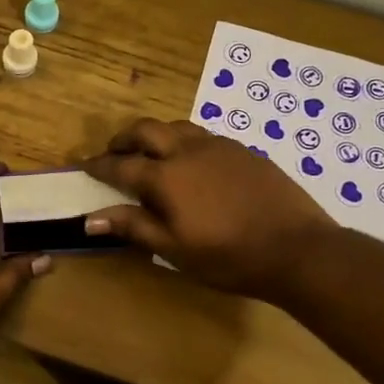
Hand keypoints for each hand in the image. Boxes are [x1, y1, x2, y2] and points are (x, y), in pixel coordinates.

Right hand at [81, 118, 333, 297]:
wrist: (299, 250)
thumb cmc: (229, 257)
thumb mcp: (174, 249)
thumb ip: (133, 227)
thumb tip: (90, 219)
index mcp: (166, 177)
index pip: (121, 165)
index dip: (99, 165)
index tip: (84, 166)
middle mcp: (188, 151)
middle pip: (146, 130)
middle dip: (124, 139)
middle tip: (113, 152)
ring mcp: (220, 147)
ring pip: (177, 127)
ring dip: (155, 135)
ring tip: (151, 153)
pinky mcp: (244, 151)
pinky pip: (204, 136)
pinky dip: (185, 142)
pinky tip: (192, 163)